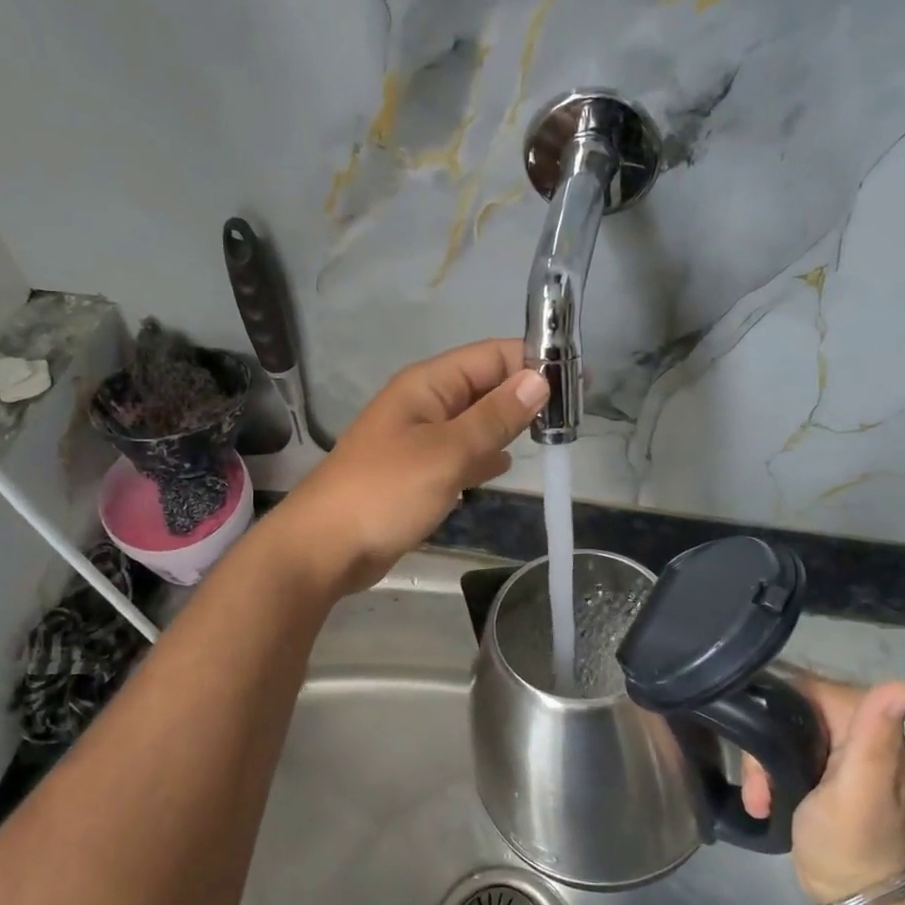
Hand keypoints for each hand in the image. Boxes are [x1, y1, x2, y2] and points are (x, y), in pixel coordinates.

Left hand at [264, 340, 547, 597]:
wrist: (325, 548)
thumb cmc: (385, 492)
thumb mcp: (447, 452)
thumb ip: (494, 417)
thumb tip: (539, 380)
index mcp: (427, 385)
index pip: (491, 355)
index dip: (534, 361)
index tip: (579, 380)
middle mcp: (424, 404)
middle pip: (484, 386)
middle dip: (526, 393)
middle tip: (573, 415)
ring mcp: (418, 440)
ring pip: (474, 421)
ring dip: (508, 425)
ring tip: (553, 436)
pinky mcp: (417, 473)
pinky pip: (459, 453)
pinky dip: (483, 455)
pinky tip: (503, 465)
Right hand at [741, 676, 904, 904]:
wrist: (854, 897)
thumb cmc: (854, 840)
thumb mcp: (861, 786)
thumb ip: (875, 733)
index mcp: (866, 723)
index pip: (805, 687)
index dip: (775, 707)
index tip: (758, 740)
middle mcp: (851, 729)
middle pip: (785, 710)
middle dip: (763, 743)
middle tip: (758, 781)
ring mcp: (833, 753)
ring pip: (776, 734)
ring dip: (760, 766)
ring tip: (759, 799)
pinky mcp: (815, 773)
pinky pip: (777, 756)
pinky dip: (765, 778)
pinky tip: (762, 803)